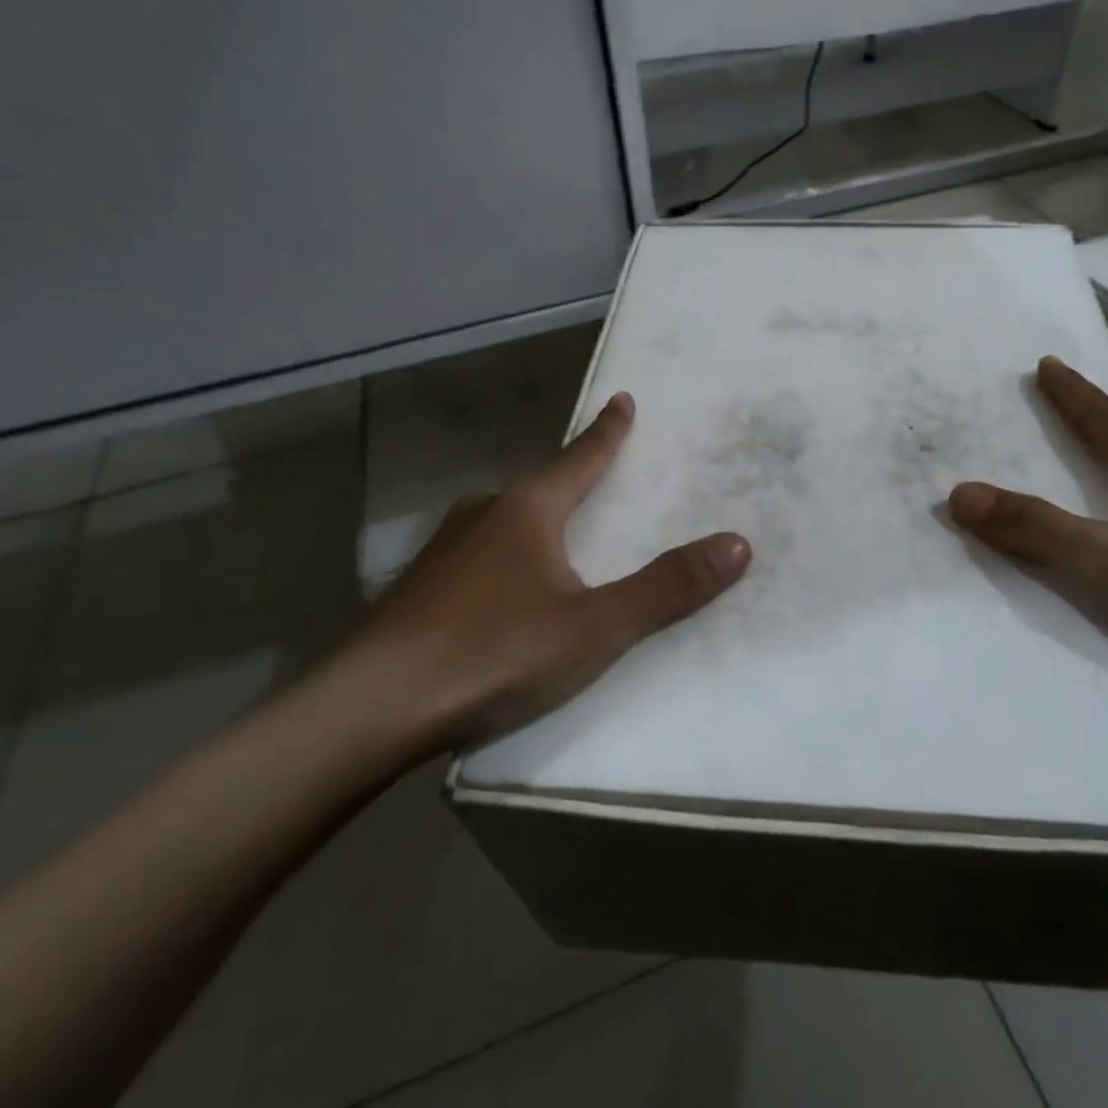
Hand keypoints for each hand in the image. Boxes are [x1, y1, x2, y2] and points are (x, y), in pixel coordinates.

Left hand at [332, 392, 750, 757]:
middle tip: (595, 482)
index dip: (607, 432)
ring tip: (554, 541)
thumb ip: (666, 589)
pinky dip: (502, 561)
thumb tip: (738, 544)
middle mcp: (482, 516)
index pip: (580, 459)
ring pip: (501, 523)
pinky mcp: (416, 590)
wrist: (370, 708)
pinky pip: (476, 558)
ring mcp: (442, 552)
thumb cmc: (494, 654)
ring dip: (532, 523)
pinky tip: (500, 594)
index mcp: (527, 511)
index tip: (622, 399)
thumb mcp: (595, 628)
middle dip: (569, 483)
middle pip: (538, 488)